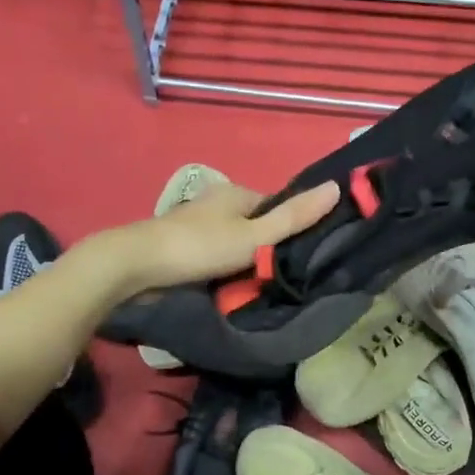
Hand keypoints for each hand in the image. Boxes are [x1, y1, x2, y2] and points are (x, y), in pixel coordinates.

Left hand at [104, 179, 341, 294]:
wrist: (136, 267)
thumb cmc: (200, 247)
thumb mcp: (255, 236)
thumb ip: (294, 217)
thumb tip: (338, 187)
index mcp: (236, 192)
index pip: (277, 207)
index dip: (293, 228)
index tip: (304, 256)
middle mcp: (217, 203)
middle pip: (256, 226)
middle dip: (268, 248)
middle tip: (284, 276)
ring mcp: (197, 226)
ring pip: (235, 243)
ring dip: (245, 262)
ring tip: (259, 286)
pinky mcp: (183, 248)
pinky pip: (216, 257)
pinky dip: (225, 269)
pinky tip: (231, 287)